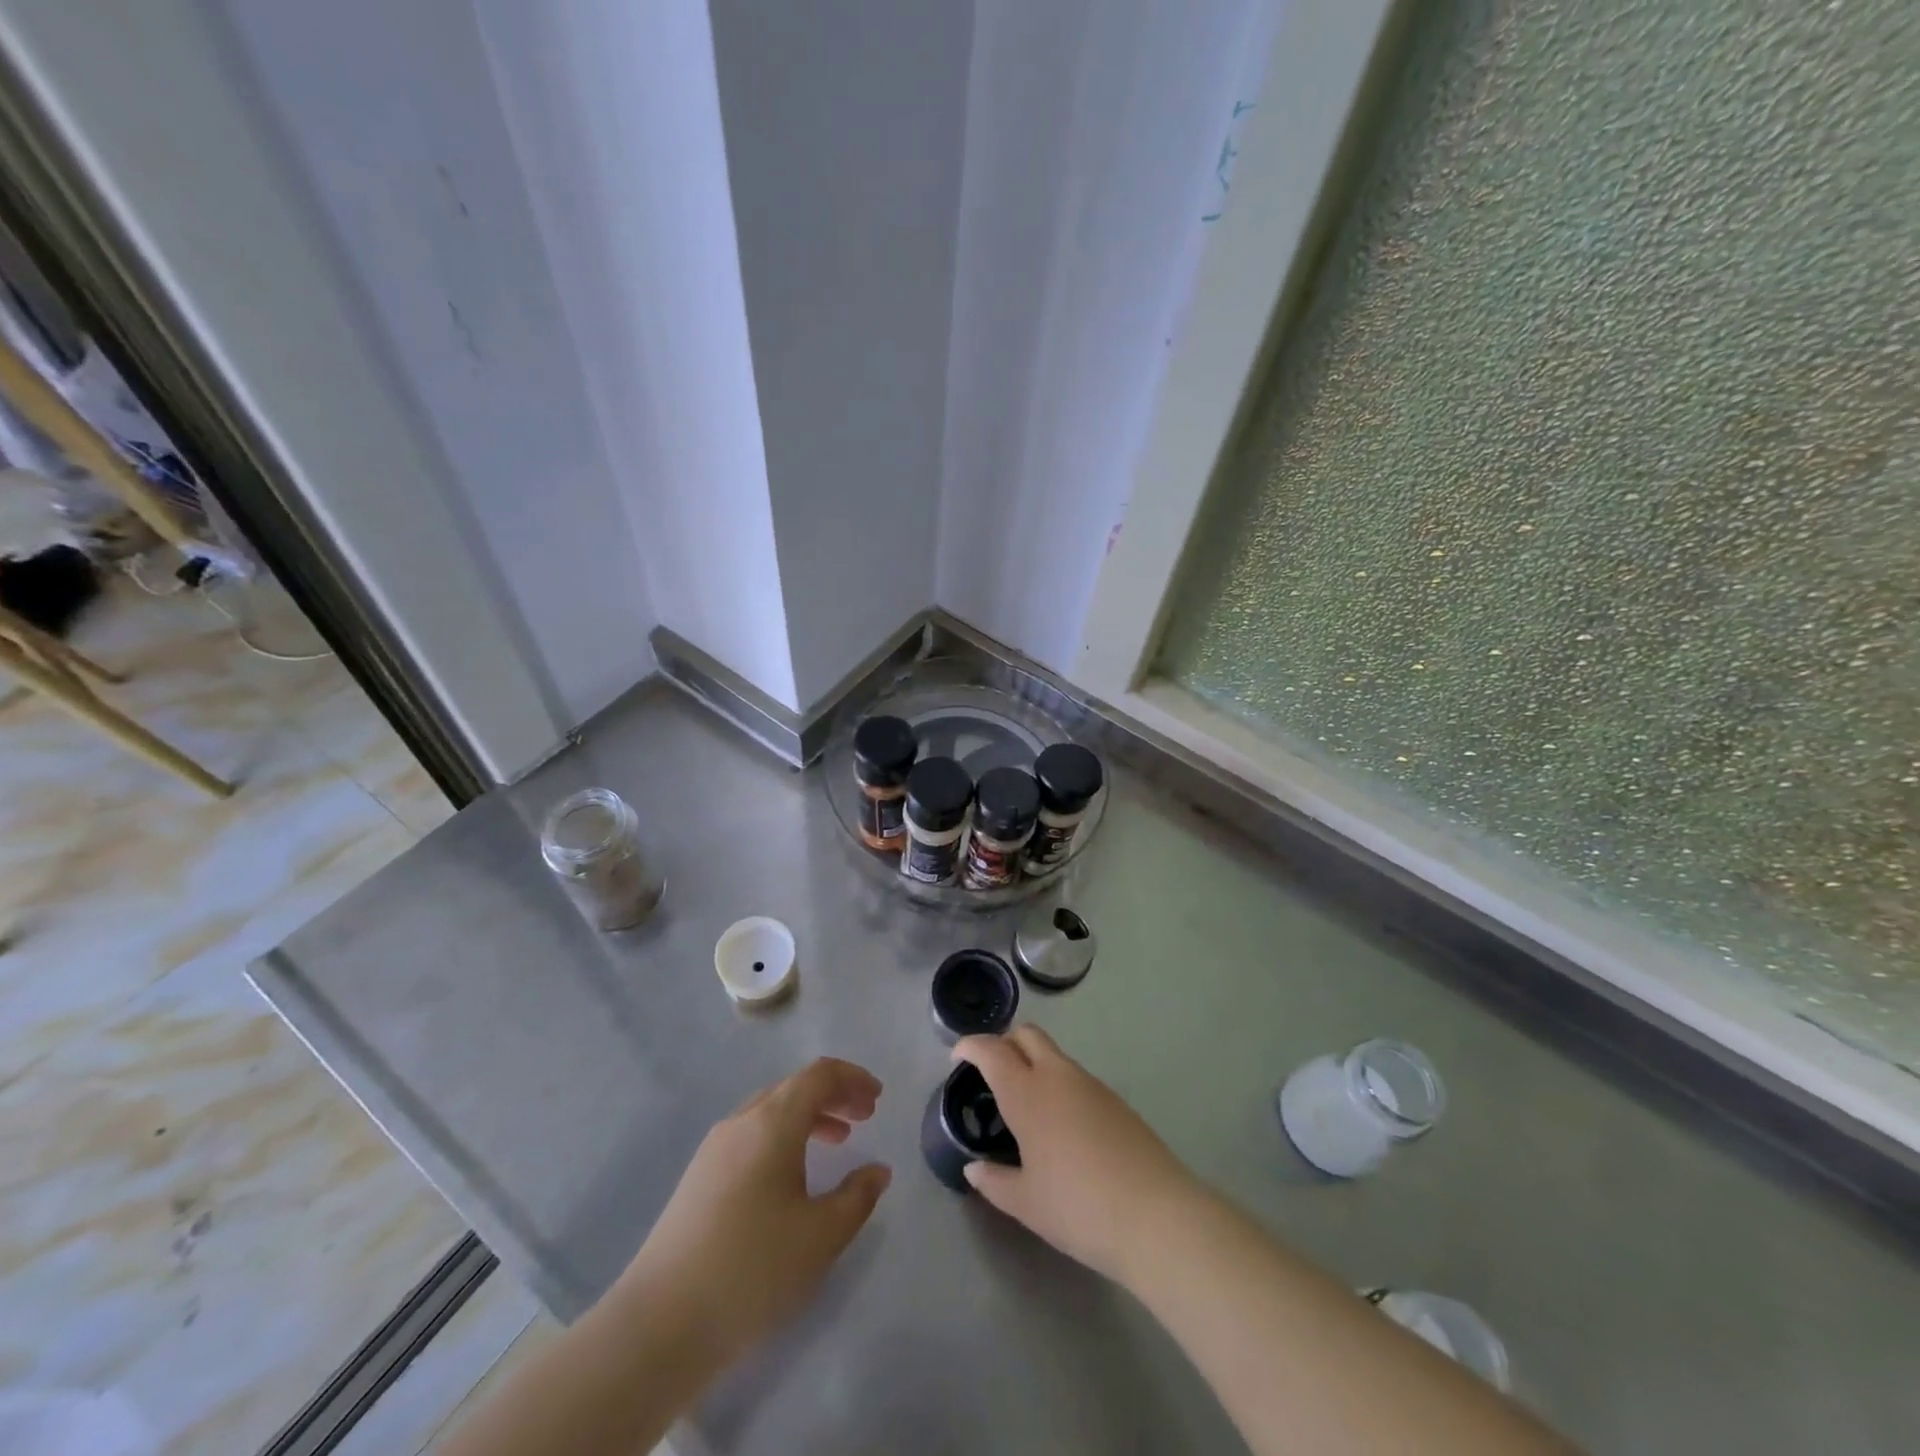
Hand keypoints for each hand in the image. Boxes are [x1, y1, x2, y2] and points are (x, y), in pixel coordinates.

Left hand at [616, 1058, 892, 1365]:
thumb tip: (877, 1171)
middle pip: (794, 1087)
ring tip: (837, 1142)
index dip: (853, 1078)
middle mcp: (742, 1121)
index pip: (819, 1074)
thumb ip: (857, 1196)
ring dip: (809, 1116)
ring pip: (771, 1111)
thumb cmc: (752, 1269)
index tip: (877, 1098)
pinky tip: (792, 1176)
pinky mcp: (699, 1177)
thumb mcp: (821, 1236)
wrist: (659, 1324)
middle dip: (834, 1095)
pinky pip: (752, 1134)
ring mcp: (714, 1148)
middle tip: (865, 1117)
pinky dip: (783, 1137)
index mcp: (773, 1122)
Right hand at [952, 1027, 1202, 1283]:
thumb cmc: (1078, 1208)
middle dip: (1004, 1043)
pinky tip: (1060, 1126)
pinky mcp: (1115, 1099)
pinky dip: (1058, 1083)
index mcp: (1027, 1094)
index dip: (970, 1046)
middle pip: (1026, 1035)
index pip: (992, 1051)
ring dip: (1033, 1063)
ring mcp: (1090, 1084)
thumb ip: (994, 1181)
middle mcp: (1057, 1076)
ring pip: (1053, 1054)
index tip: (956, 1058)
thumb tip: (975, 1167)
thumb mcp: (1026, 1203)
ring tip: (1024, 1106)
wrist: (1156, 1215)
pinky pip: (1075, 1076)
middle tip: (990, 1073)